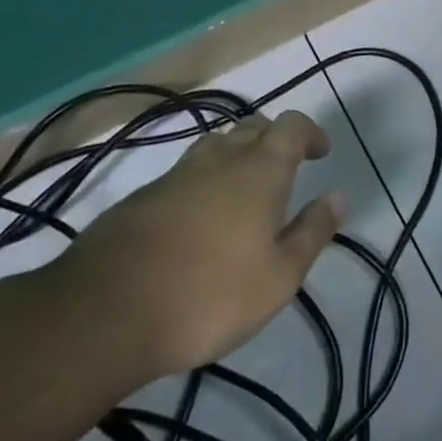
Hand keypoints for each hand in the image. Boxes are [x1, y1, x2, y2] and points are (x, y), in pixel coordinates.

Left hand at [45, 109, 344, 381]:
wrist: (103, 315)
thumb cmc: (209, 295)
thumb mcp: (280, 276)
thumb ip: (312, 232)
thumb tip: (338, 197)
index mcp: (260, 171)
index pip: (291, 126)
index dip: (310, 132)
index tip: (321, 153)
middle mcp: (219, 161)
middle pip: (252, 128)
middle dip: (274, 140)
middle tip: (287, 170)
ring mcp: (174, 177)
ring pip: (215, 147)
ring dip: (236, 156)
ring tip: (244, 191)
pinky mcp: (140, 199)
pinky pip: (184, 175)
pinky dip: (203, 183)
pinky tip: (199, 220)